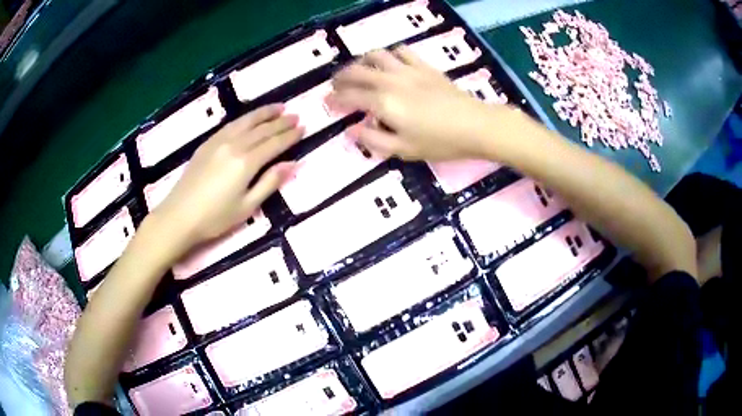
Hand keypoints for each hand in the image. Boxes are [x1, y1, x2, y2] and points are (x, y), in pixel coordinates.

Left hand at [149, 104, 301, 254]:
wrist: (179, 216)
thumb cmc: (215, 218)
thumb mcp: (247, 207)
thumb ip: (270, 183)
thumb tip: (292, 163)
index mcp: (246, 163)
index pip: (274, 143)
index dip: (290, 135)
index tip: (303, 127)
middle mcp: (234, 145)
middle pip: (262, 129)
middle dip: (281, 122)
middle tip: (296, 116)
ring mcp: (218, 141)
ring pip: (246, 121)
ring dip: (264, 113)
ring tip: (278, 107)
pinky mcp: (207, 143)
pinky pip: (231, 124)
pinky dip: (245, 118)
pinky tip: (250, 118)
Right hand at [328, 46, 506, 160]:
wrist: (475, 125)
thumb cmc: (440, 142)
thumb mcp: (403, 150)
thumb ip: (373, 140)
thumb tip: (350, 131)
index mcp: (383, 103)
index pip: (350, 96)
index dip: (335, 98)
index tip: (327, 101)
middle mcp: (391, 81)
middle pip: (357, 71)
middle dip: (342, 77)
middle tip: (336, 84)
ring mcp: (408, 70)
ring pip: (377, 55)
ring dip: (362, 61)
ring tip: (360, 70)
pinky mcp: (424, 66)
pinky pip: (402, 51)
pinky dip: (390, 54)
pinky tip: (391, 63)